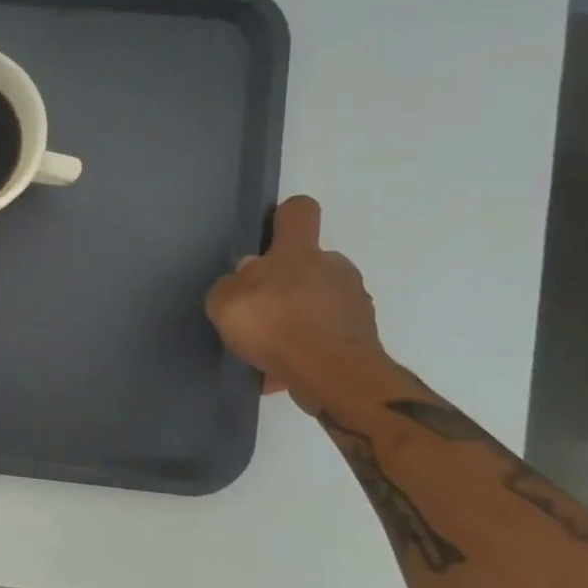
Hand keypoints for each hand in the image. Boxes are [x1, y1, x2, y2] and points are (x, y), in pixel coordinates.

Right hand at [205, 196, 387, 413]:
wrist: (332, 375)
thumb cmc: (274, 324)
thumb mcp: (224, 301)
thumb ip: (232, 284)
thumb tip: (248, 277)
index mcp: (299, 252)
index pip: (299, 212)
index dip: (285, 217)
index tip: (271, 235)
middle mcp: (334, 269)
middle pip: (310, 264)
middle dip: (287, 284)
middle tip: (260, 310)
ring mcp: (354, 303)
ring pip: (319, 303)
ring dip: (297, 318)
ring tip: (268, 348)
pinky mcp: (362, 339)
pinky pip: (325, 336)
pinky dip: (306, 349)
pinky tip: (281, 370)